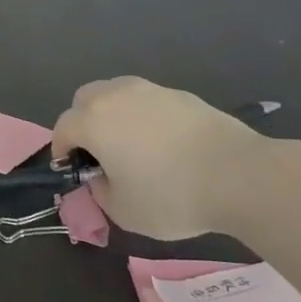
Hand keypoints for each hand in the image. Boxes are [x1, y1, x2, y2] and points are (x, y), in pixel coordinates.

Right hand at [51, 77, 263, 240]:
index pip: (63, 128)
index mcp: (94, 121)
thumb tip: (101, 178)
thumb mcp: (123, 210)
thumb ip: (101, 191)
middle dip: (83, 122)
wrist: (239, 176)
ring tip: (131, 144)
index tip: (71, 170)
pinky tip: (164, 144)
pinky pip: (148, 100)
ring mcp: (151, 90)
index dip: (61, 149)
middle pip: (85, 99)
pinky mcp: (181, 95)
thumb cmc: (171, 196)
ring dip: (113, 114)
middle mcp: (116, 96)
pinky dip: (145, 116)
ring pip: (117, 93)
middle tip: (97, 152)